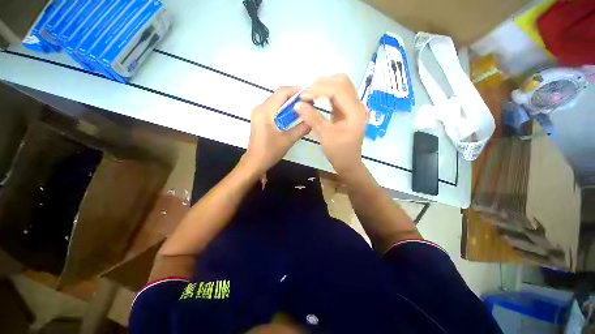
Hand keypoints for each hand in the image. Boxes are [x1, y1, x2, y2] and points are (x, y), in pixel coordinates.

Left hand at [243, 86, 310, 173]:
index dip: (296, 90)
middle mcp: (260, 107)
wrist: (255, 162)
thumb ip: (302, 128)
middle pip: (279, 95)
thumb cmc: (270, 151)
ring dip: (289, 103)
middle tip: (308, 103)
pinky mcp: (259, 118)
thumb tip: (312, 121)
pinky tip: (292, 116)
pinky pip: (273, 108)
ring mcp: (258, 113)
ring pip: (276, 101)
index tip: (309, 95)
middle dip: (294, 97)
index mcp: (265, 110)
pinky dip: (283, 109)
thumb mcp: (288, 139)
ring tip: (302, 109)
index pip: (282, 92)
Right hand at [295, 74, 367, 175]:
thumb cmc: (339, 153)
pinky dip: (326, 93)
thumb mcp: (325, 136)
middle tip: (306, 92)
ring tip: (310, 93)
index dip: (318, 89)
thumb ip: (312, 118)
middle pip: (342, 81)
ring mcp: (354, 106)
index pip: (337, 89)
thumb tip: (297, 104)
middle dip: (322, 83)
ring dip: (325, 86)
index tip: (303, 95)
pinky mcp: (348, 110)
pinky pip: (338, 95)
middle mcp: (357, 104)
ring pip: (340, 86)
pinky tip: (316, 97)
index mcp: (355, 111)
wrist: (348, 163)